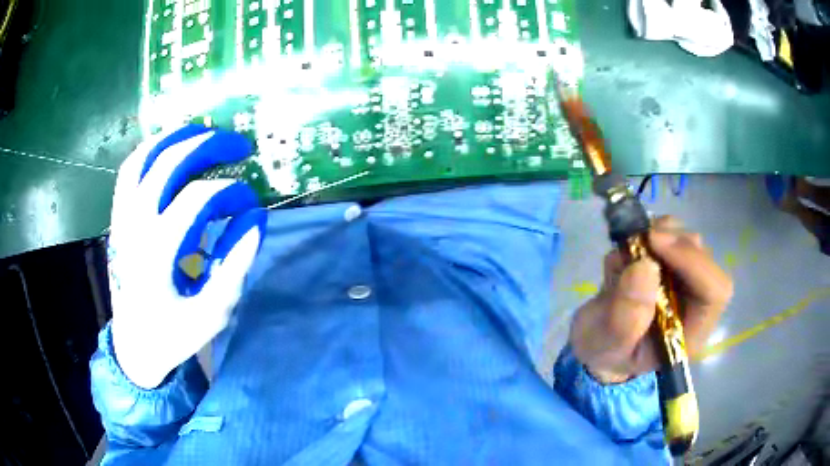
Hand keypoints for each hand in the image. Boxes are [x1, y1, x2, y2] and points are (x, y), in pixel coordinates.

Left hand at [108, 125, 265, 388]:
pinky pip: (130, 170)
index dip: (232, 193)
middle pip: (169, 163)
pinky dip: (151, 150)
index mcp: (157, 252)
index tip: (250, 204)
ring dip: (175, 137)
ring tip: (203, 132)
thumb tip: (256, 218)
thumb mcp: (213, 313)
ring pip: (143, 158)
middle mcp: (135, 225)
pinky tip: (170, 148)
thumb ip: (236, 264)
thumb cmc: (173, 334)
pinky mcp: (117, 218)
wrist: (134, 345)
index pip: (199, 199)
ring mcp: (122, 218)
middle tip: (238, 145)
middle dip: (208, 146)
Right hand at [569, 216, 732, 383]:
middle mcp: (696, 303)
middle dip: (674, 243)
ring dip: (661, 234)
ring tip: (629, 249)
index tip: (655, 242)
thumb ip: (626, 318)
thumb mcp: (608, 347)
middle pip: (705, 260)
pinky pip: (671, 234)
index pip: (715, 291)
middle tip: (640, 239)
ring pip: (690, 241)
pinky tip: (628, 250)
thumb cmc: (606, 354)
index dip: (693, 262)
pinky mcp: (671, 264)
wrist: (598, 343)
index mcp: (691, 332)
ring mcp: (685, 281)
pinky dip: (649, 232)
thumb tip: (645, 266)